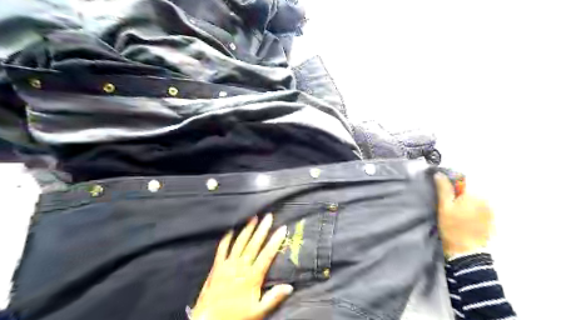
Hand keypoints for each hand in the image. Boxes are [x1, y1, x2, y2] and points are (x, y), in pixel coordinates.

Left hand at [192, 213, 291, 319]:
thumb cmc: (236, 317)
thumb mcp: (258, 312)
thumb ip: (274, 298)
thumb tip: (290, 287)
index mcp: (252, 277)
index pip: (267, 255)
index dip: (275, 241)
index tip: (282, 228)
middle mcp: (240, 267)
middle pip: (254, 244)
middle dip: (262, 229)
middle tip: (268, 216)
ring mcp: (227, 265)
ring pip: (239, 243)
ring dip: (247, 230)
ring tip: (253, 218)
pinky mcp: (217, 266)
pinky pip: (222, 249)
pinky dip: (227, 239)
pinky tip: (231, 230)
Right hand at [436, 173, 492, 257]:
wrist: (466, 251)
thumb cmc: (452, 227)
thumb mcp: (444, 207)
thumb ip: (443, 189)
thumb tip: (439, 173)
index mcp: (474, 194)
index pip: (462, 180)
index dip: (450, 183)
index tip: (443, 191)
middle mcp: (486, 199)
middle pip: (468, 190)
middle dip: (458, 194)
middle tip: (448, 206)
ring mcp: (490, 210)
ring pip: (474, 200)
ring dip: (465, 202)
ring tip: (456, 214)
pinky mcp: (491, 220)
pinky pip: (479, 209)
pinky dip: (472, 210)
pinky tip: (464, 219)